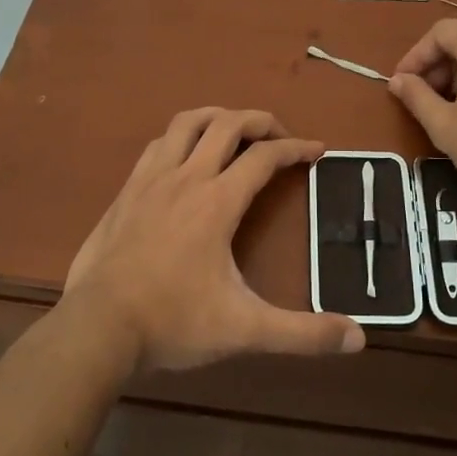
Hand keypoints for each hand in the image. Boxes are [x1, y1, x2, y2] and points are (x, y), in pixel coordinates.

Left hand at [61, 108, 366, 373]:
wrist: (97, 327)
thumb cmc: (173, 322)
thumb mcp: (245, 330)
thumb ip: (302, 334)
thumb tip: (359, 338)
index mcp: (217, 201)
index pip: (265, 156)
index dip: (296, 148)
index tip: (317, 150)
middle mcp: (185, 178)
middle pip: (227, 124)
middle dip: (260, 121)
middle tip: (280, 136)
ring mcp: (150, 180)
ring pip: (187, 123)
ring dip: (217, 117)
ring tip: (235, 132)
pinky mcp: (126, 191)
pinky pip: (158, 144)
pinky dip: (181, 137)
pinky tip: (184, 157)